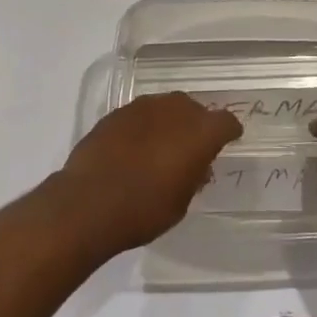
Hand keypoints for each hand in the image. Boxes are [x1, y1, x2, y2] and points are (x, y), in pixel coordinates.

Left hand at [56, 93, 242, 252]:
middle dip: (196, 126)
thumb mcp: (181, 203)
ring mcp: (144, 106)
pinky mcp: (117, 112)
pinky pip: (141, 115)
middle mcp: (176, 109)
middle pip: (195, 109)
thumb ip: (193, 178)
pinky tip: (134, 148)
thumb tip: (196, 166)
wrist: (88, 203)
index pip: (226, 122)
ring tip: (160, 147)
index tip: (227, 143)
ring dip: (169, 123)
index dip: (228, 133)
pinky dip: (143, 127)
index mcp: (200, 132)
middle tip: (190, 150)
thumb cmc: (144, 210)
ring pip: (166, 108)